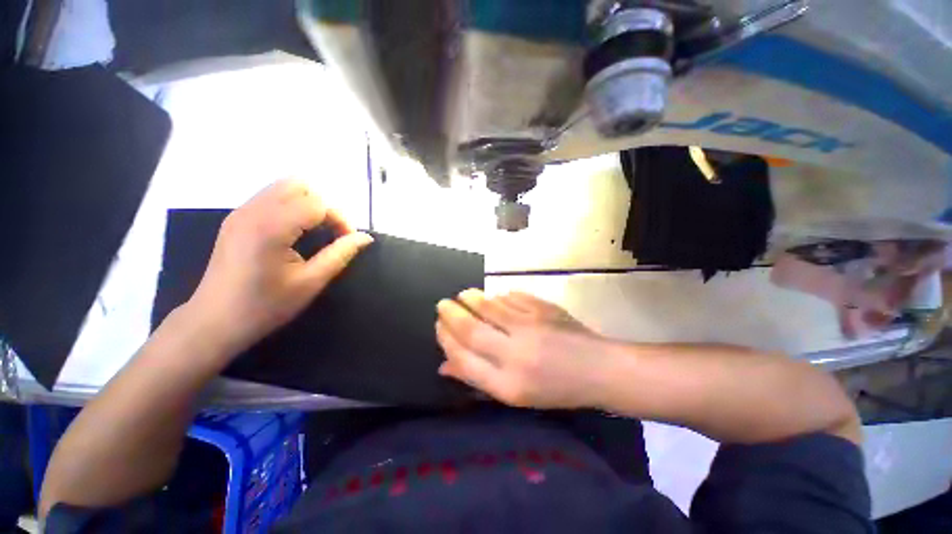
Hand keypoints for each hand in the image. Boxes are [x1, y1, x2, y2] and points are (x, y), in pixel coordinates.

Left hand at [185, 179, 372, 356]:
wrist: (214, 322)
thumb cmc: (265, 306)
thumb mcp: (311, 282)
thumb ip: (340, 254)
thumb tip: (366, 237)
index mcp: (271, 227)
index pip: (318, 204)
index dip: (340, 219)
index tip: (347, 241)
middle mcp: (253, 211)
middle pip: (299, 185)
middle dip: (324, 206)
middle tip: (331, 233)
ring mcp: (241, 212)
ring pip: (284, 187)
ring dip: (308, 205)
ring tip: (315, 233)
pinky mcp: (236, 219)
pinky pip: (271, 198)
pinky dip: (291, 208)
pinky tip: (294, 233)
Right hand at [436, 289, 607, 408]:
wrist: (598, 369)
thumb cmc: (555, 389)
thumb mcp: (515, 395)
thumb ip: (478, 379)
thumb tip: (444, 365)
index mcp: (508, 384)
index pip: (463, 357)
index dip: (445, 339)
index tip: (438, 326)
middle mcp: (516, 354)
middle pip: (471, 328)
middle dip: (450, 313)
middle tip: (442, 304)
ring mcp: (531, 327)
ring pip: (489, 305)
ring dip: (470, 298)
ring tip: (463, 295)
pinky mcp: (543, 309)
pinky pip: (511, 297)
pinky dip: (498, 296)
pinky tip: (495, 297)